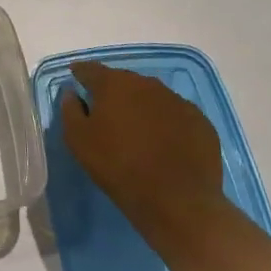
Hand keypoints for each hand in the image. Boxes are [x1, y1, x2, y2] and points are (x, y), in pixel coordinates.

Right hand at [58, 61, 224, 247]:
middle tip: (107, 112)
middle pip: (123, 81)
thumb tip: (72, 93)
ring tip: (137, 130)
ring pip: (151, 96)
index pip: (90, 69)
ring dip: (141, 106)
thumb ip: (70, 110)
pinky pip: (175, 115)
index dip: (80, 74)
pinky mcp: (200, 121)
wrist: (178, 201)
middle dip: (113, 92)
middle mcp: (146, 83)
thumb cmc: (119, 167)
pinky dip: (166, 122)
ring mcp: (177, 101)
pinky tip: (164, 143)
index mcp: (114, 83)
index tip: (76, 80)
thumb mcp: (78, 141)